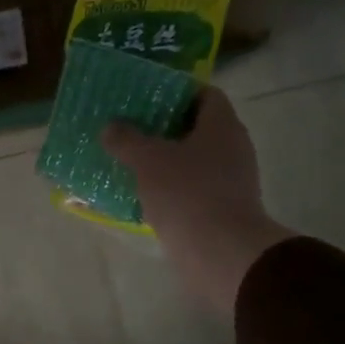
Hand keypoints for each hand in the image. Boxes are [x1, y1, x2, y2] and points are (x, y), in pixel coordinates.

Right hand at [103, 88, 295, 313]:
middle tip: (131, 128)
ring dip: (166, 159)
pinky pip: (193, 187)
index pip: (204, 94)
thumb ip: (126, 139)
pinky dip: (171, 187)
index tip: (146, 98)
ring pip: (194, 159)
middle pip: (197, 127)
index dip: (176, 91)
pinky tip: (144, 193)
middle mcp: (233, 147)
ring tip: (131, 160)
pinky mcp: (223, 208)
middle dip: (164, 127)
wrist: (220, 252)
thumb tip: (111, 128)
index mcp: (222, 125)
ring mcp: (231, 180)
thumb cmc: (187, 193)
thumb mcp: (147, 160)